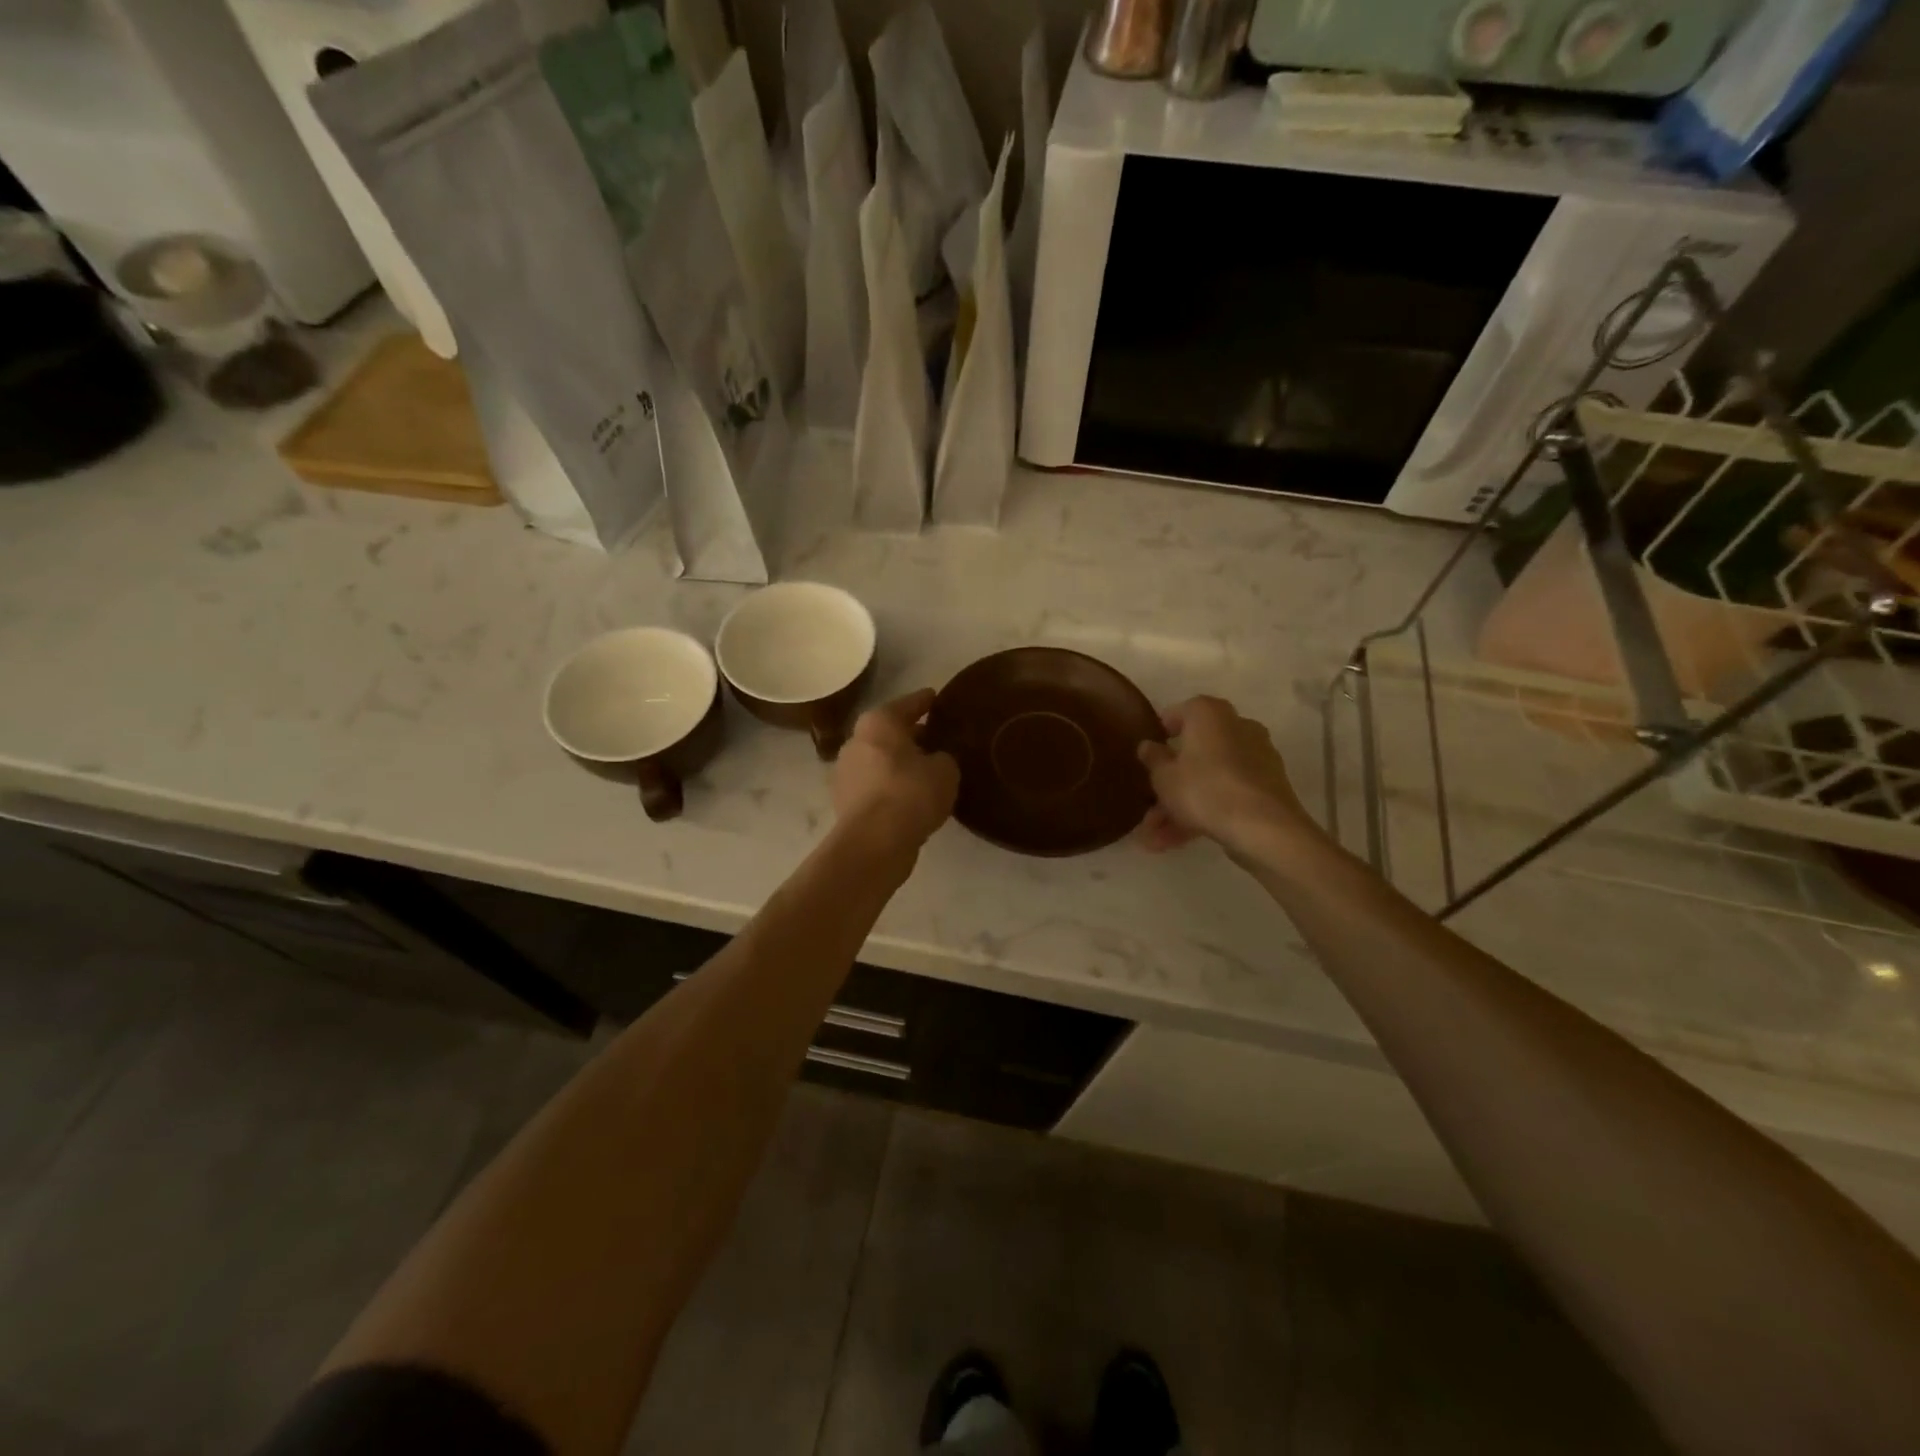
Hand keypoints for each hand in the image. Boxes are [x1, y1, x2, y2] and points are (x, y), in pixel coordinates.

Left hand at [830, 689, 958, 853]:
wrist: (874, 842)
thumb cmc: (911, 793)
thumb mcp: (945, 770)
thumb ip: (943, 757)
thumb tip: (935, 760)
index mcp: (878, 722)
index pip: (908, 704)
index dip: (925, 701)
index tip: (935, 697)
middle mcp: (855, 741)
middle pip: (889, 733)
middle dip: (911, 735)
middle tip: (937, 738)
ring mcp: (845, 773)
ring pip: (880, 760)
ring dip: (900, 764)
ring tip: (926, 771)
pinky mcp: (845, 802)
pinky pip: (875, 786)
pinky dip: (891, 787)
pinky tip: (911, 797)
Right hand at [1136, 696, 1313, 861]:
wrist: (1263, 828)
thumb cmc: (1204, 790)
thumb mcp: (1164, 777)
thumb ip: (1153, 759)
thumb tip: (1148, 745)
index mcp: (1209, 713)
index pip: (1178, 714)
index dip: (1159, 735)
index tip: (1147, 756)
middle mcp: (1236, 726)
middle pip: (1194, 753)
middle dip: (1169, 784)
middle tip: (1148, 808)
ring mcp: (1256, 757)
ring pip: (1209, 779)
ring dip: (1181, 807)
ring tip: (1156, 839)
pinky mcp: (1267, 786)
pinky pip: (1227, 793)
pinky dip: (1205, 812)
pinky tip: (1179, 841)